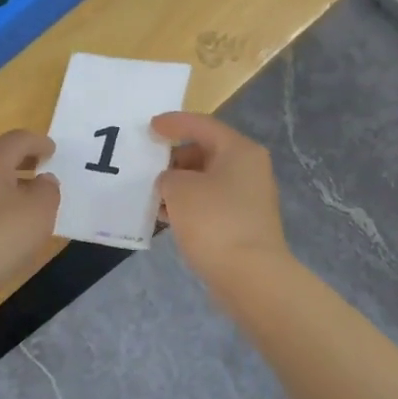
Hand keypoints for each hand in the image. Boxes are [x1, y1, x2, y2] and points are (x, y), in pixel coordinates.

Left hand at [0, 129, 60, 308]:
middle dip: (23, 162)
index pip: (18, 139)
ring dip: (8, 186)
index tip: (53, 151)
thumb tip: (42, 181)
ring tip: (28, 204)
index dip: (40, 143)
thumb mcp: (38, 214)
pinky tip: (4, 226)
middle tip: (43, 173)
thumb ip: (48, 191)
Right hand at [152, 112, 288, 284]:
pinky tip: (168, 218)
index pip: (202, 125)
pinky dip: (189, 207)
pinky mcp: (243, 225)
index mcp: (239, 151)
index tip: (150, 127)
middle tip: (148, 167)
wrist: (250, 275)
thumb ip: (168, 176)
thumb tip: (172, 184)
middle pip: (206, 153)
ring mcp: (249, 199)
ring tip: (152, 195)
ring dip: (180, 186)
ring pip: (207, 181)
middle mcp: (249, 169)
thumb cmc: (214, 221)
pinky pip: (211, 205)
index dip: (174, 123)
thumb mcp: (179, 189)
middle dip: (175, 159)